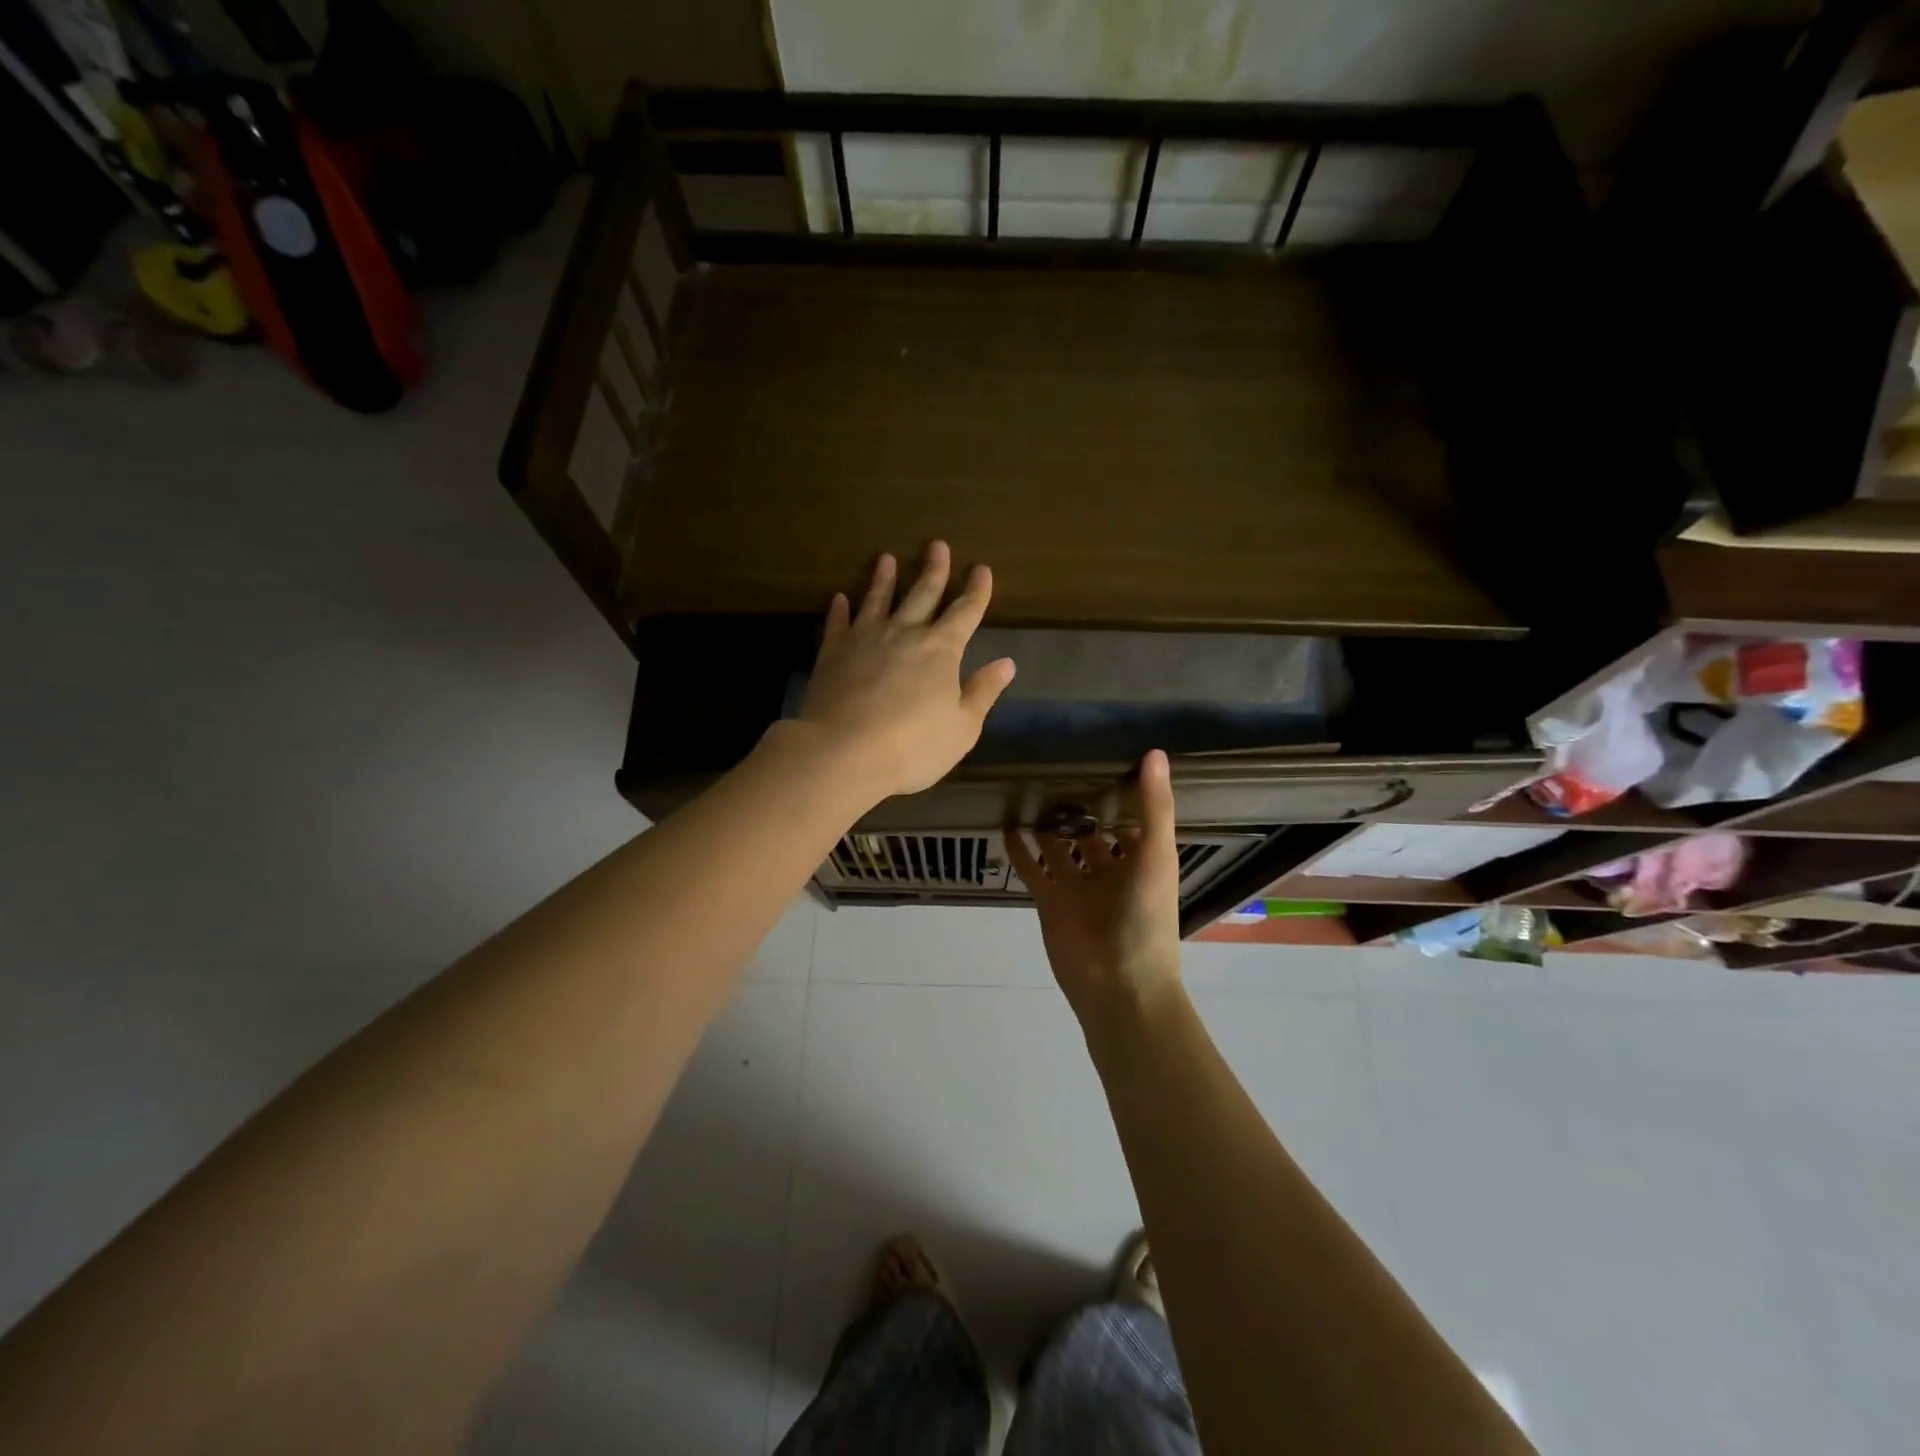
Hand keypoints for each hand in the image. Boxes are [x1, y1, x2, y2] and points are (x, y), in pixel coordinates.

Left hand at [796, 542, 1015, 800]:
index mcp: (941, 650)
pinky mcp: (832, 653)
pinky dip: (839, 609)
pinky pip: (838, 624)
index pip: (965, 612)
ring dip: (884, 579)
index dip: (976, 591)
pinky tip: (839, 598)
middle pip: (922, 594)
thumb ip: (983, 692)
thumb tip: (1006, 663)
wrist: (844, 752)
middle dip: (934, 570)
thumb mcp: (962, 727)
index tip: (981, 569)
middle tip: (937, 545)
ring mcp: (865, 639)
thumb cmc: (914, 745)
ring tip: (886, 559)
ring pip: (877, 600)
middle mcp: (904, 634)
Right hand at [1006, 750, 1185, 1036]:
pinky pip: (1032, 870)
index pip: (1130, 818)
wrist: (1118, 984)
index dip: (1119, 792)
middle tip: (1054, 767)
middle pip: (1091, 832)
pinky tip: (1006, 824)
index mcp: (1141, 860)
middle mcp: (1109, 870)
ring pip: (1058, 848)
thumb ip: (1155, 807)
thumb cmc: (1146, 918)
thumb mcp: (1156, 856)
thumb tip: (1155, 753)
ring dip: (1046, 825)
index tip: (1102, 757)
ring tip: (1027, 790)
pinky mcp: (1049, 901)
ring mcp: (1077, 886)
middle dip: (1078, 807)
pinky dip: (1019, 850)